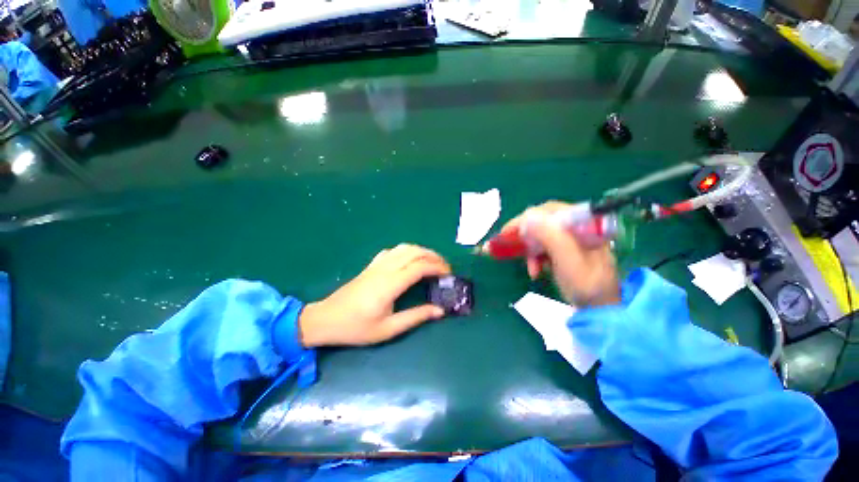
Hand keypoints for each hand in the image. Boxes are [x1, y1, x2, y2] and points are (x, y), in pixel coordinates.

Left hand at [298, 244, 451, 346]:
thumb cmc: (356, 327)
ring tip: (432, 261)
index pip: (420, 267)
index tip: (448, 274)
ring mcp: (377, 265)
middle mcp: (385, 269)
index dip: (437, 267)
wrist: (326, 319)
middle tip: (444, 267)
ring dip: (421, 251)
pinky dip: (406, 251)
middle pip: (414, 252)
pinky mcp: (371, 265)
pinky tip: (410, 260)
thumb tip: (440, 311)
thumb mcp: (388, 329)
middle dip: (433, 256)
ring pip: (404, 248)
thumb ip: (415, 317)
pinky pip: (392, 251)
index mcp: (390, 284)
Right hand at [501, 201, 619, 306]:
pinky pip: (543, 246)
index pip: (549, 211)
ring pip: (540, 234)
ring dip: (530, 249)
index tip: (507, 232)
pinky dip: (535, 257)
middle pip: (543, 221)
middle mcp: (578, 226)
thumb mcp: (569, 261)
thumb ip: (551, 237)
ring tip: (531, 268)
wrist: (599, 308)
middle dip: (526, 236)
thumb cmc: (587, 285)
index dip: (526, 219)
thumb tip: (526, 217)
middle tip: (510, 246)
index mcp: (584, 224)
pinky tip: (535, 271)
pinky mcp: (565, 248)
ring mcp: (571, 238)